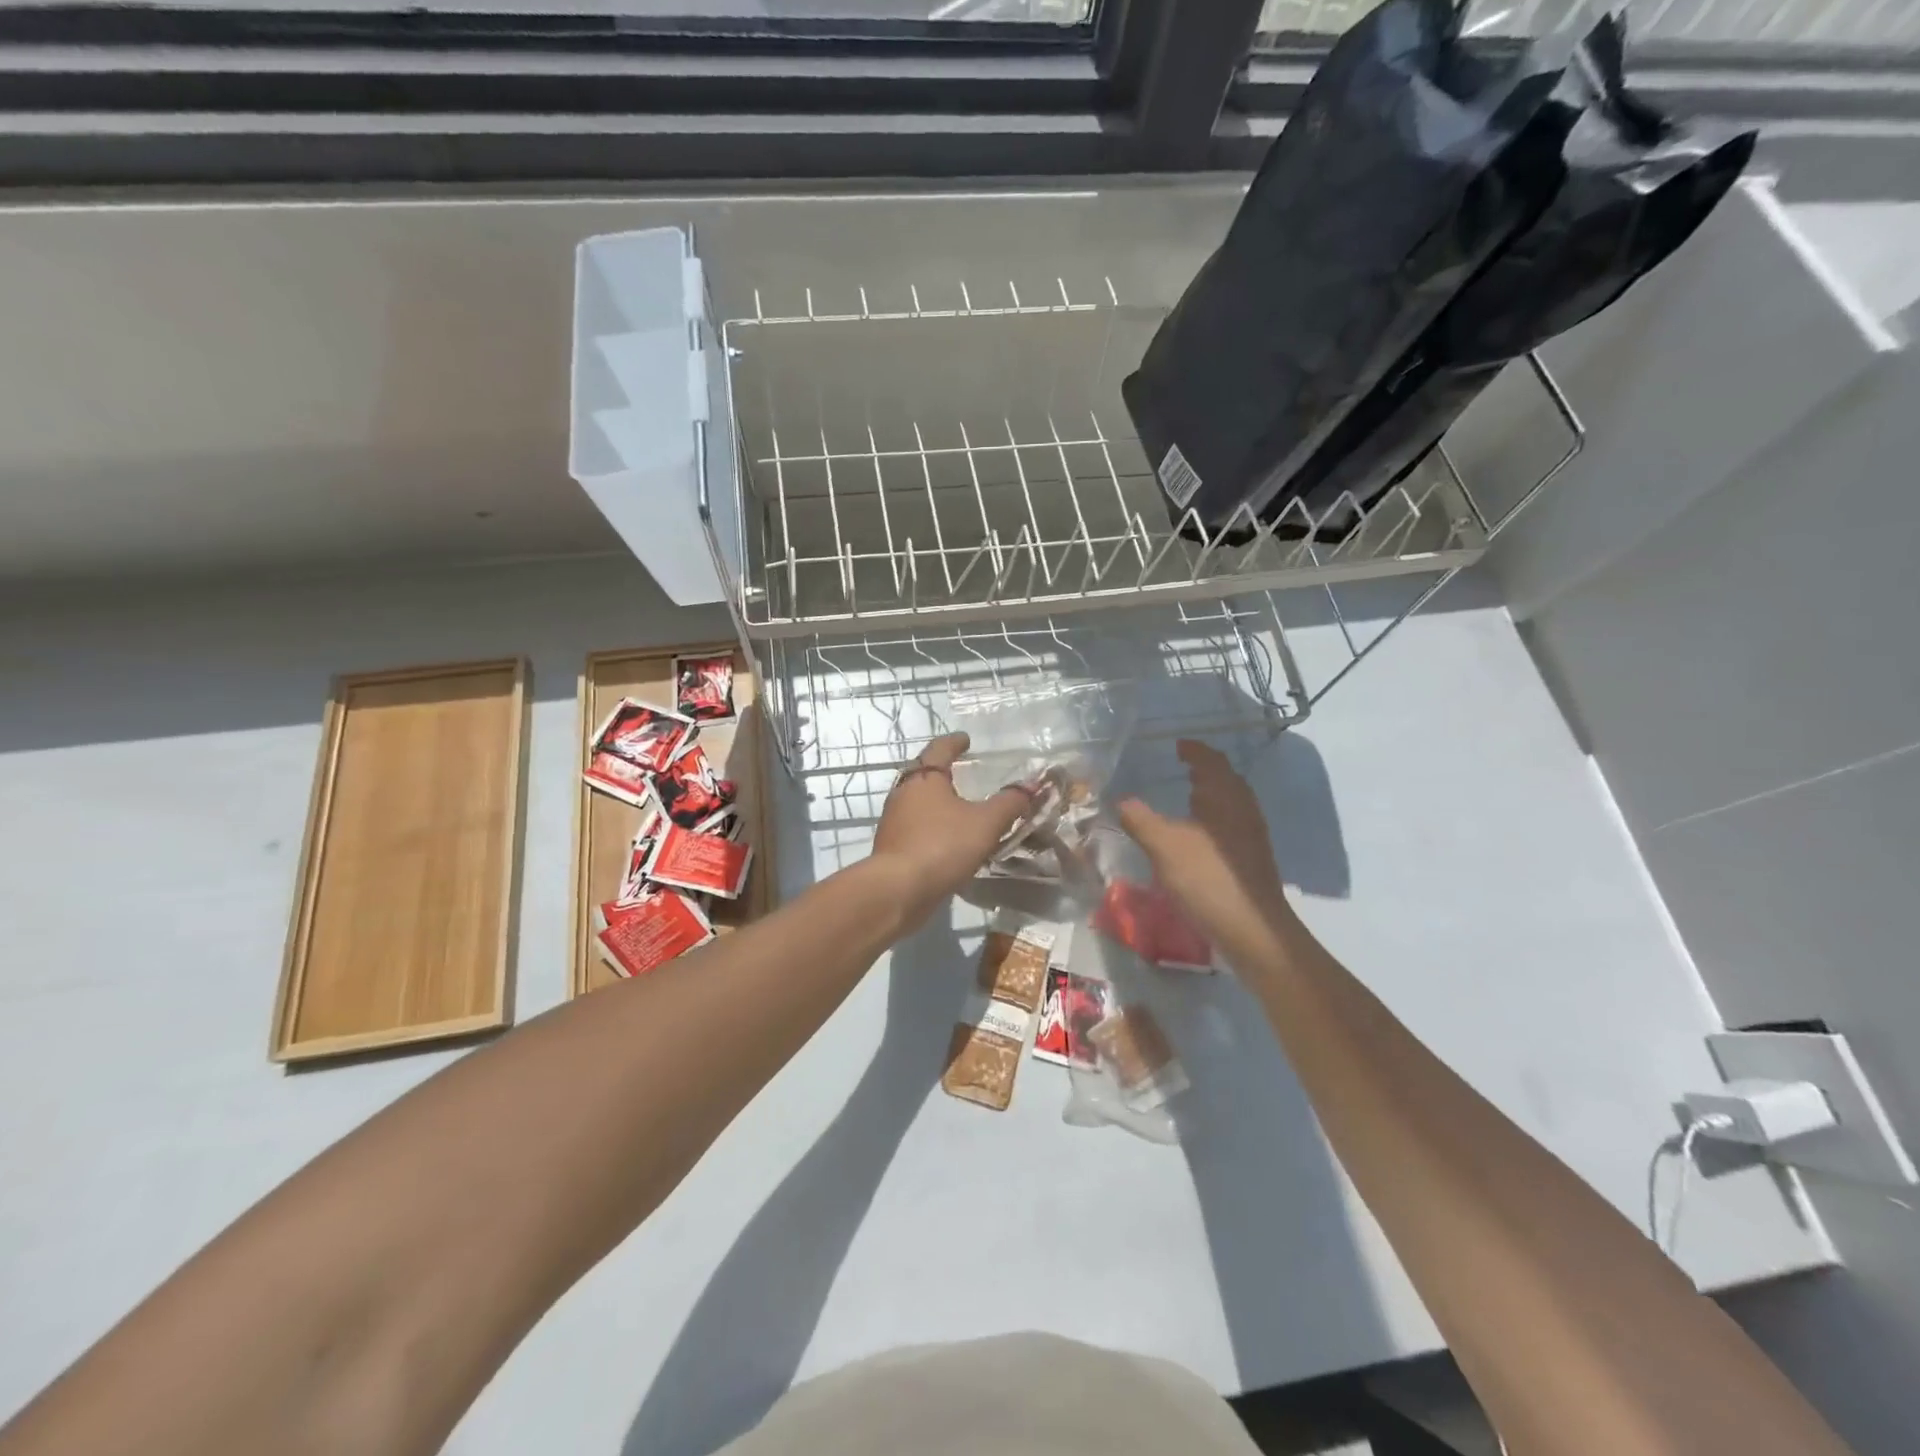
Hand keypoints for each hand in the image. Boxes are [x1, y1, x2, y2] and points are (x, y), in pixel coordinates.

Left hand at [871, 734, 1031, 927]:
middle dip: (941, 771)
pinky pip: (915, 827)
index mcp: (924, 778)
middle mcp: (903, 793)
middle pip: (922, 774)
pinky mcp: (892, 847)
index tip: (966, 740)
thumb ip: (1010, 803)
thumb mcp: (985, 823)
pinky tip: (947, 839)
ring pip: (917, 802)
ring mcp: (894, 821)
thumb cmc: (942, 845)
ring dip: (936, 800)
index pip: (939, 749)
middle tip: (961, 770)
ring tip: (958, 806)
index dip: (954, 742)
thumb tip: (1032, 785)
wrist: (898, 890)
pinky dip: (931, 826)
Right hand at [1116, 739, 1300, 963]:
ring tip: (1188, 796)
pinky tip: (1198, 835)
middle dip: (1205, 770)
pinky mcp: (1252, 858)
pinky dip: (1214, 816)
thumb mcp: (1163, 846)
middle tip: (1182, 766)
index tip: (1178, 745)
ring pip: (1231, 802)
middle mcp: (1243, 809)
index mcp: (1225, 796)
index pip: (1212, 761)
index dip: (1195, 750)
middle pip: (1226, 779)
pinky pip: (1231, 823)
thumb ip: (1139, 819)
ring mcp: (1252, 835)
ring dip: (1211, 794)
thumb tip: (1121, 800)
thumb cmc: (1207, 878)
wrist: (1252, 929)